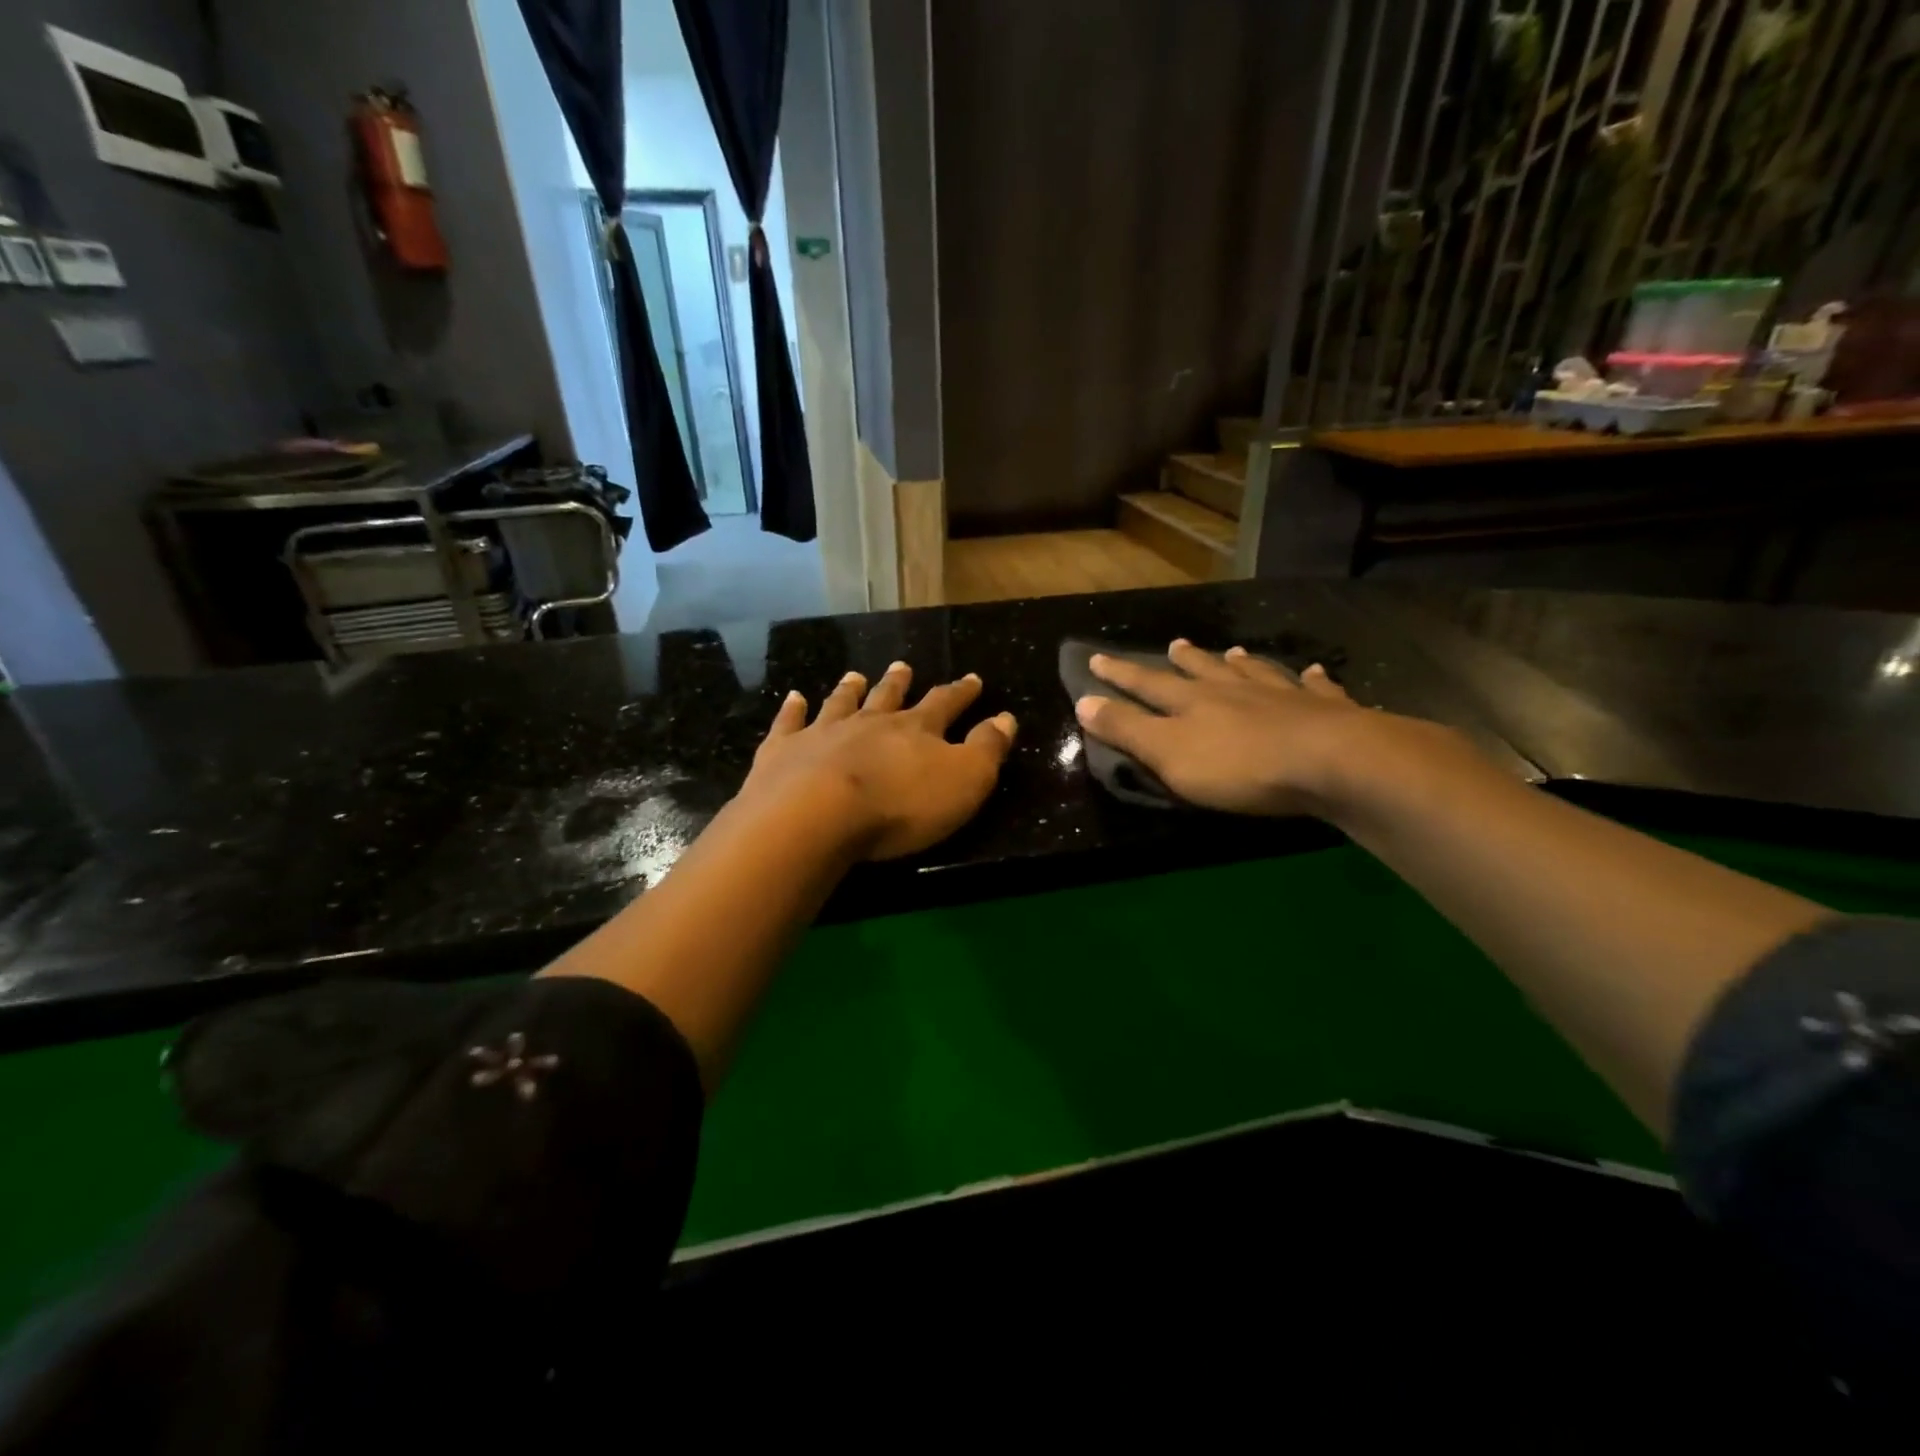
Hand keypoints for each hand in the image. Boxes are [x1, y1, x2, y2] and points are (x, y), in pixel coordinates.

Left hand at [741, 662, 1017, 859]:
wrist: (816, 815)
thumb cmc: (900, 805)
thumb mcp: (964, 781)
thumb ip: (987, 749)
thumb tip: (1006, 717)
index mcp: (915, 730)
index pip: (945, 704)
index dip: (961, 692)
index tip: (972, 679)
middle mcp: (869, 722)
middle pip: (888, 697)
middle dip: (899, 683)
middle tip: (903, 665)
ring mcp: (823, 733)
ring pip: (841, 703)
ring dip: (850, 689)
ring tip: (855, 675)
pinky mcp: (783, 751)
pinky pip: (790, 723)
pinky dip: (793, 709)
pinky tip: (794, 697)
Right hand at [1074, 639, 1369, 815]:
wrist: (1330, 762)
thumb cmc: (1238, 766)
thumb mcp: (1168, 753)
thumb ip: (1126, 729)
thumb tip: (1083, 700)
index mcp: (1192, 702)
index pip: (1147, 684)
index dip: (1120, 674)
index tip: (1097, 658)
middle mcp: (1234, 690)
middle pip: (1203, 671)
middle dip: (1184, 660)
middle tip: (1174, 644)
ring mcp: (1282, 696)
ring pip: (1255, 673)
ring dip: (1241, 664)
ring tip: (1234, 652)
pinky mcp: (1325, 711)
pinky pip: (1316, 688)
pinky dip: (1312, 680)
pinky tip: (1315, 672)